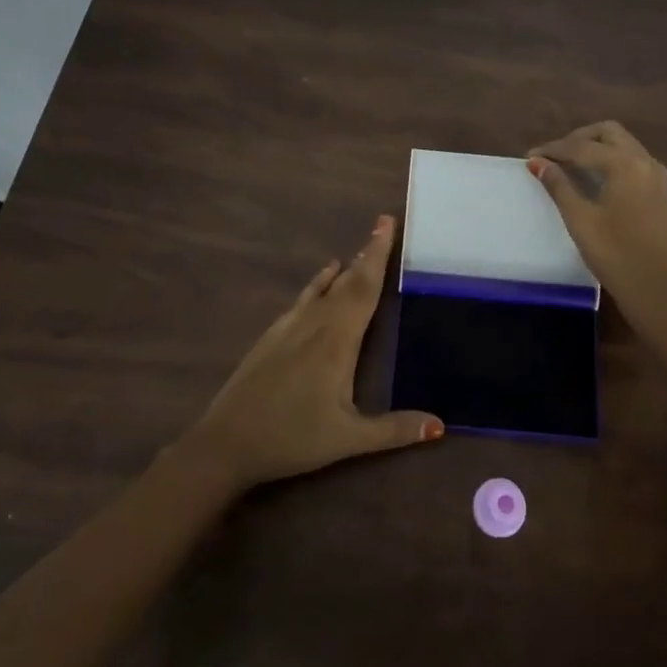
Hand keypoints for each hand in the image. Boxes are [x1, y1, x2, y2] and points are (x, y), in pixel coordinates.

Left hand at [178, 215, 442, 492]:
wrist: (226, 443)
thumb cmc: (292, 438)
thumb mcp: (348, 439)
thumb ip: (394, 430)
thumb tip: (440, 426)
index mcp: (338, 340)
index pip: (364, 288)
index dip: (378, 255)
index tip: (387, 222)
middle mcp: (315, 323)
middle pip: (347, 280)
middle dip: (367, 253)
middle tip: (383, 226)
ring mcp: (289, 327)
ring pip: (323, 287)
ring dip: (345, 268)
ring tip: (360, 252)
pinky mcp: (272, 337)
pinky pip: (303, 299)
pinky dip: (317, 283)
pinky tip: (320, 282)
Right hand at [527, 122, 666, 311]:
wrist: (661, 293)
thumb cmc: (616, 256)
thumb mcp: (581, 220)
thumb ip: (559, 186)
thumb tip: (538, 162)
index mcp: (626, 164)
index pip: (582, 146)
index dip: (553, 149)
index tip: (530, 156)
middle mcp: (645, 162)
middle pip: (609, 133)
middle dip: (579, 138)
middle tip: (554, 155)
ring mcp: (658, 178)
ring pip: (625, 146)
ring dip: (597, 147)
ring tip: (572, 165)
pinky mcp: (662, 195)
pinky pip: (635, 163)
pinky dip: (612, 161)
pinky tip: (598, 181)